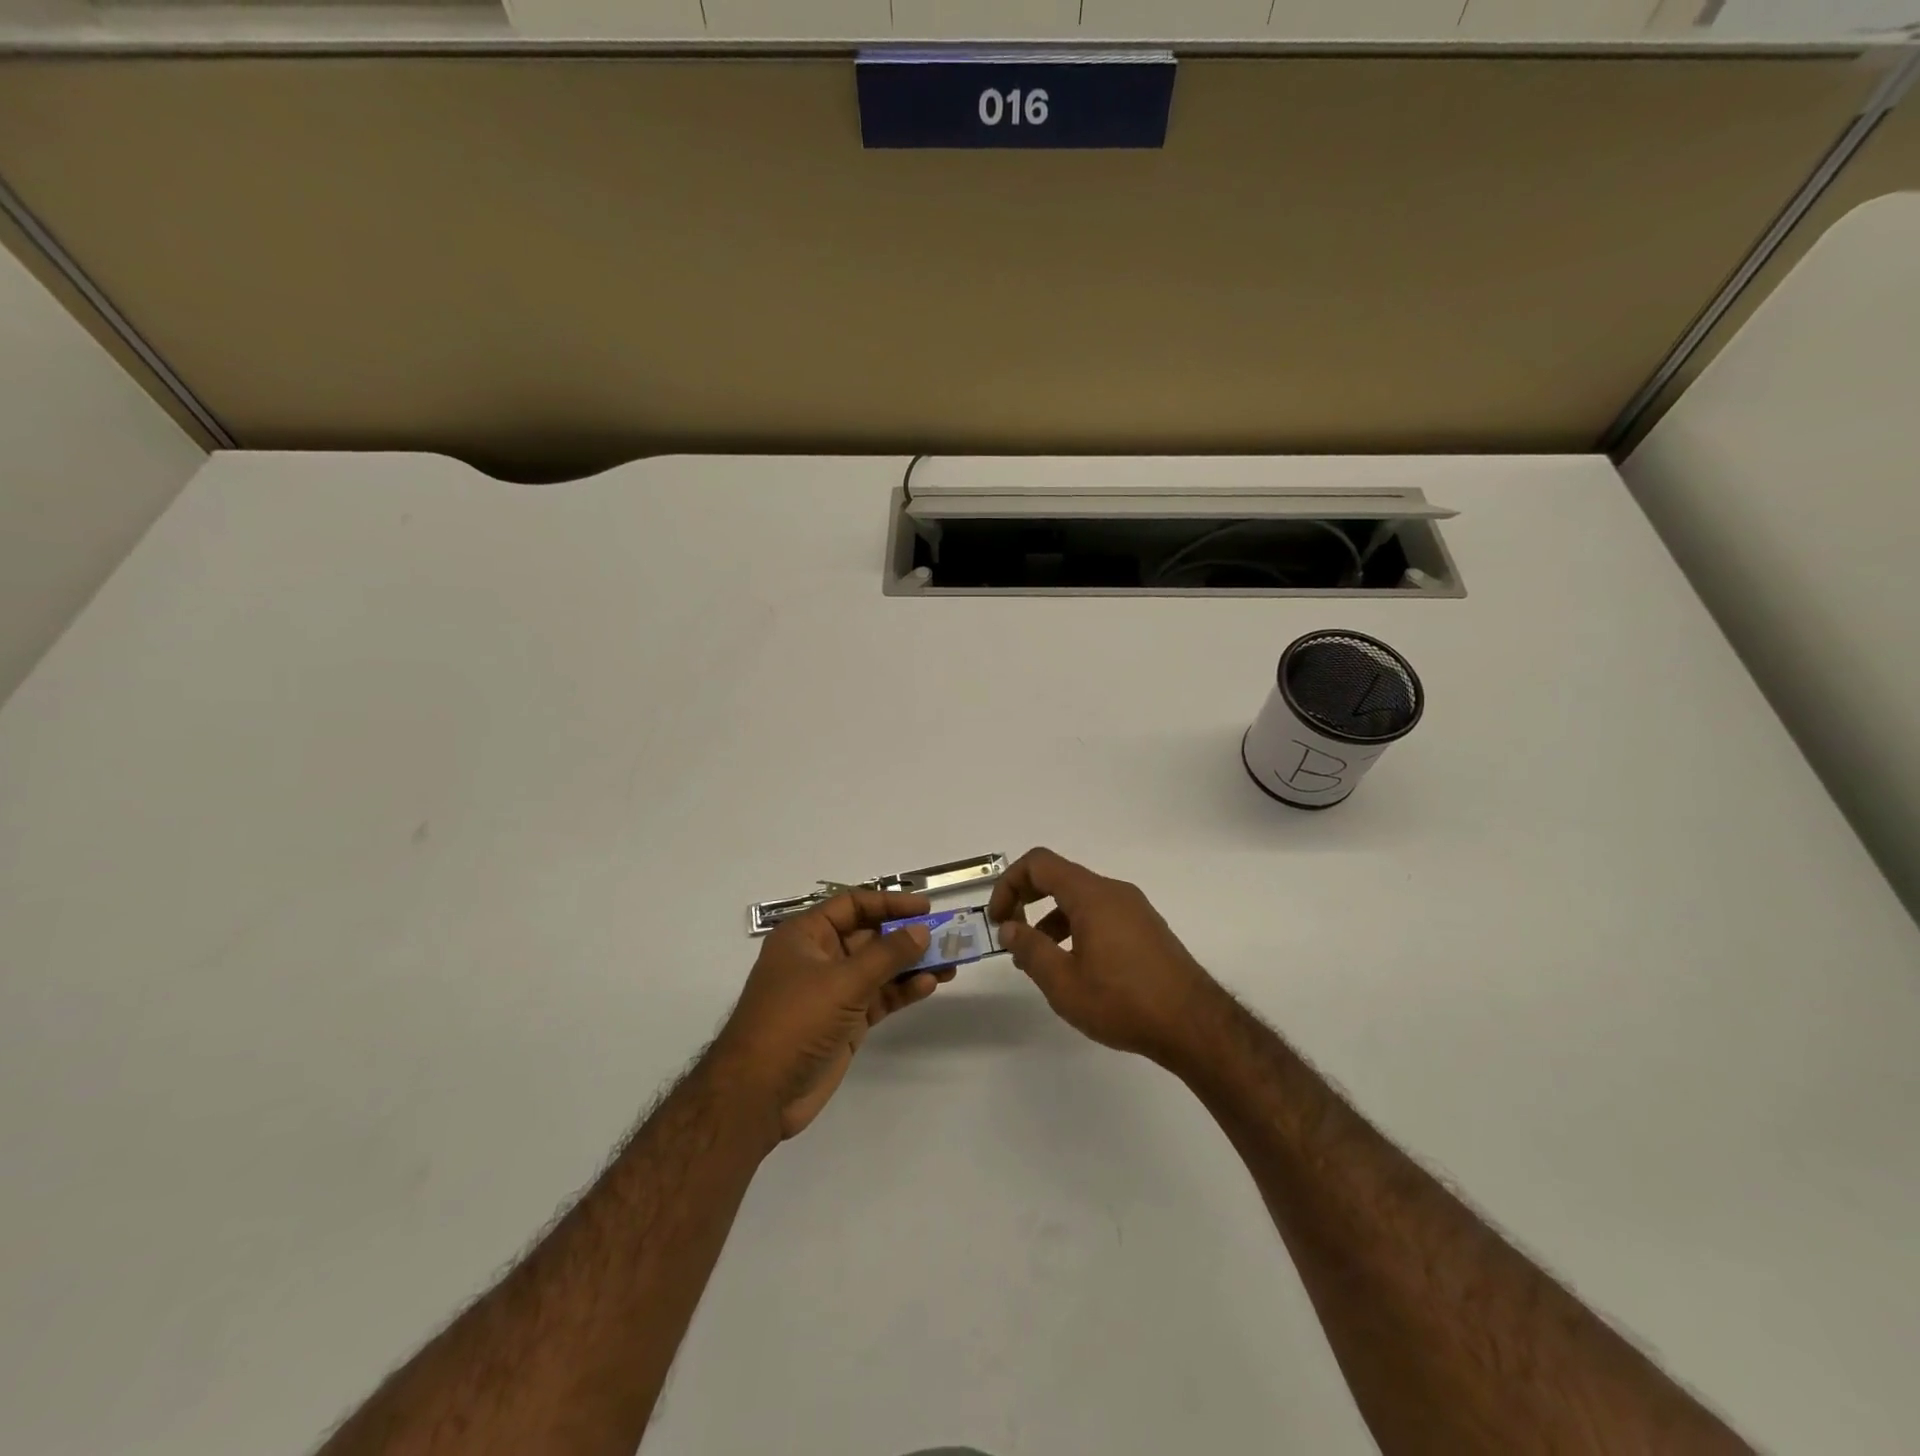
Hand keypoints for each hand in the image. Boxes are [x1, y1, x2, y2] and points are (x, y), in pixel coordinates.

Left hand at [707, 889, 948, 1140]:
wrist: (759, 1093)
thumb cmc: (794, 1021)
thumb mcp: (843, 981)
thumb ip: (886, 955)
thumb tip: (922, 931)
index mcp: (806, 935)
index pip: (853, 905)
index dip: (889, 903)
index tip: (926, 908)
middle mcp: (819, 957)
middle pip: (870, 936)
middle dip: (906, 936)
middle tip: (947, 937)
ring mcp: (832, 991)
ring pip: (879, 968)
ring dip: (911, 964)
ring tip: (951, 962)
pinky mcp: (844, 1021)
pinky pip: (879, 997)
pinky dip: (902, 991)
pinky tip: (929, 985)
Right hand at [988, 848, 1221, 1066]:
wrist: (1195, 1025)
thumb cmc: (1123, 1001)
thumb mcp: (1064, 982)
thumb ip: (1030, 950)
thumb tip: (1009, 928)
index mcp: (1091, 895)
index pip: (1039, 864)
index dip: (1009, 884)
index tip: (999, 921)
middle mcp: (1114, 891)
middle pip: (1060, 877)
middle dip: (1027, 899)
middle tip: (1011, 934)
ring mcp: (1134, 909)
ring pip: (1081, 899)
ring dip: (1051, 919)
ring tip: (1039, 960)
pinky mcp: (1147, 929)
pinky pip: (1101, 914)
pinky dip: (1077, 928)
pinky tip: (1075, 966)